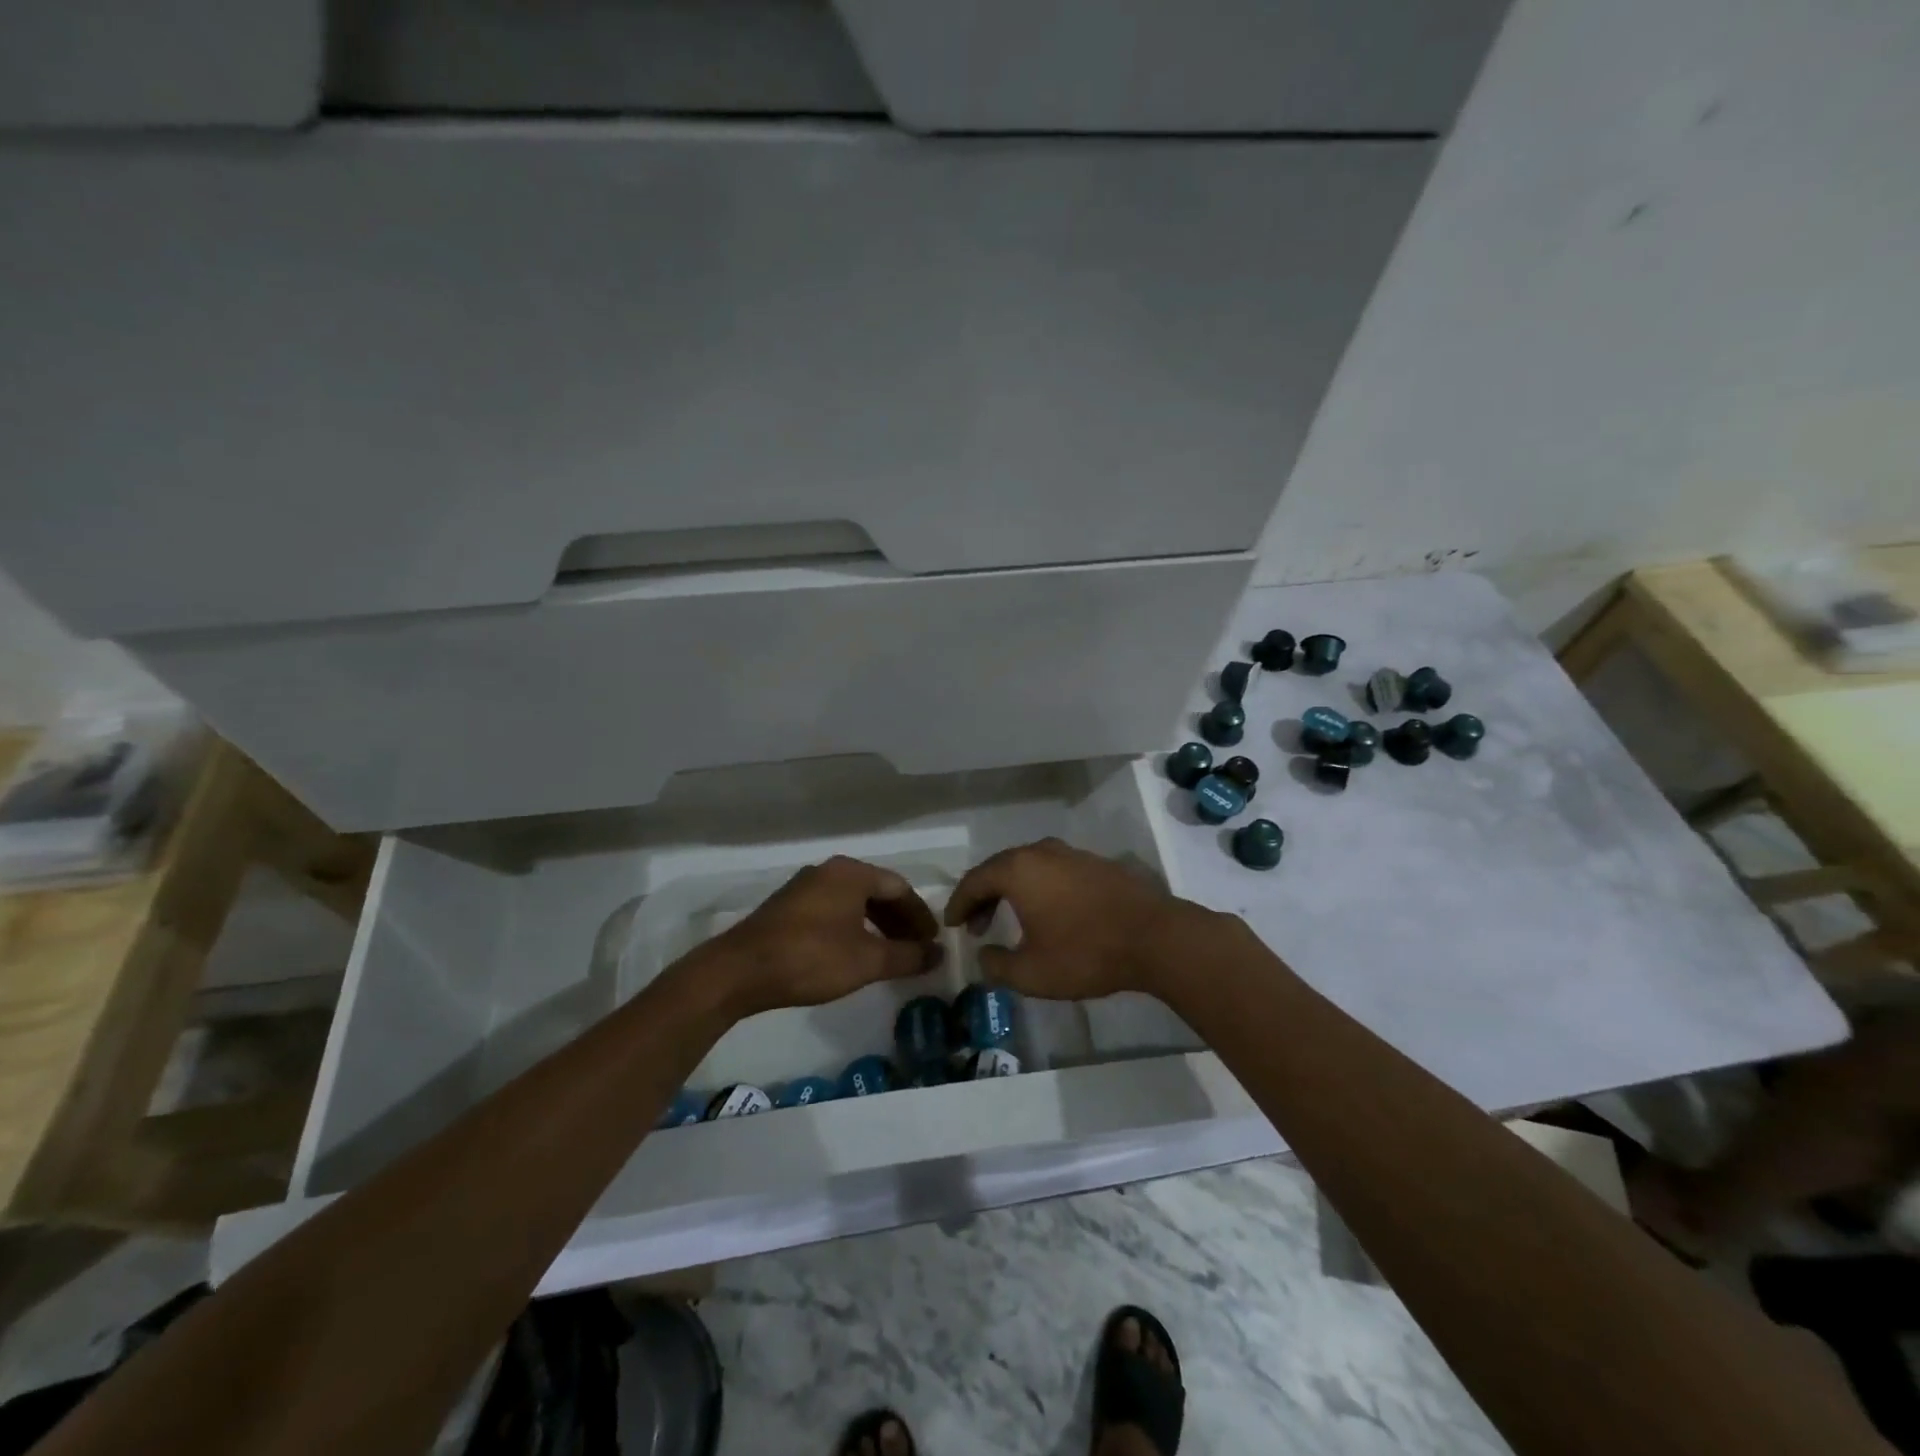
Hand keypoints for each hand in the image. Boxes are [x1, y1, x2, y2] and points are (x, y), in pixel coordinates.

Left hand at [705, 856, 940, 1017]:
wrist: (739, 971)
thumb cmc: (810, 958)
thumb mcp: (866, 961)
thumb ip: (907, 956)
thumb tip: (937, 955)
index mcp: (851, 873)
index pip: (900, 888)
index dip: (920, 916)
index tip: (932, 942)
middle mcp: (829, 871)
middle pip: (877, 892)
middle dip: (900, 921)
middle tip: (916, 949)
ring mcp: (805, 887)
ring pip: (854, 902)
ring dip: (877, 926)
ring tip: (890, 955)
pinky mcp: (788, 908)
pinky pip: (833, 910)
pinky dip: (853, 928)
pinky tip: (855, 953)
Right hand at [943, 838, 1204, 1000]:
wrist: (1156, 938)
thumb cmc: (1086, 953)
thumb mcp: (1031, 973)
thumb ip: (997, 966)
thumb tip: (984, 957)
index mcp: (1019, 870)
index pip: (975, 880)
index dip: (959, 903)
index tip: (951, 924)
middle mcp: (1042, 852)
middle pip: (1001, 868)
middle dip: (983, 896)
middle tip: (976, 925)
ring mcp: (1072, 854)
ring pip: (1029, 867)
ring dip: (1012, 891)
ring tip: (1009, 920)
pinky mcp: (1097, 864)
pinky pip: (1054, 871)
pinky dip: (1039, 888)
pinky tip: (1048, 913)